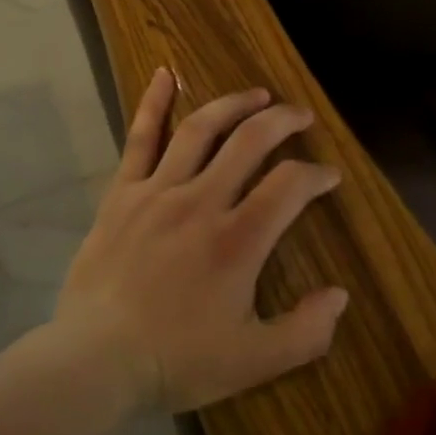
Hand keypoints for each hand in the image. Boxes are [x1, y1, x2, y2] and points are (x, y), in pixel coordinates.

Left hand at [53, 67, 348, 413]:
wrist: (95, 359)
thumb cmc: (176, 360)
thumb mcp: (254, 361)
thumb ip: (305, 331)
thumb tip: (339, 295)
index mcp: (238, 240)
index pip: (290, 186)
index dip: (316, 175)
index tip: (329, 177)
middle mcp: (202, 201)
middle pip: (250, 142)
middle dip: (283, 122)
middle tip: (301, 116)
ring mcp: (158, 192)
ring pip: (201, 129)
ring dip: (233, 105)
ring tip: (257, 95)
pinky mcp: (123, 193)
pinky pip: (140, 138)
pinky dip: (154, 103)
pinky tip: (164, 73)